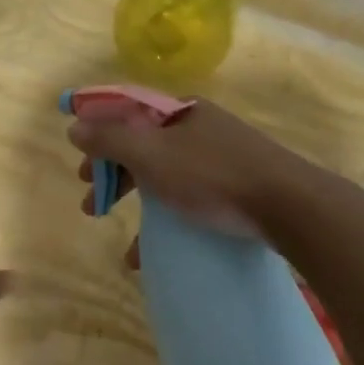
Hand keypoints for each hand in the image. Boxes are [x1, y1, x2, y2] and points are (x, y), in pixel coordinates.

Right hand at [67, 100, 320, 244]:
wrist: (289, 205)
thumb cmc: (213, 176)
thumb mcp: (153, 155)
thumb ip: (111, 140)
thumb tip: (74, 127)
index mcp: (181, 112)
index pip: (127, 116)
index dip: (98, 140)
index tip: (81, 171)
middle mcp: (200, 129)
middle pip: (144, 148)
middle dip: (114, 176)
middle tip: (92, 203)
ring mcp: (221, 158)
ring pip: (165, 176)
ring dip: (136, 203)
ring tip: (116, 231)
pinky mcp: (237, 187)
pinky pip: (189, 198)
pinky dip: (165, 220)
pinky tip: (150, 252)